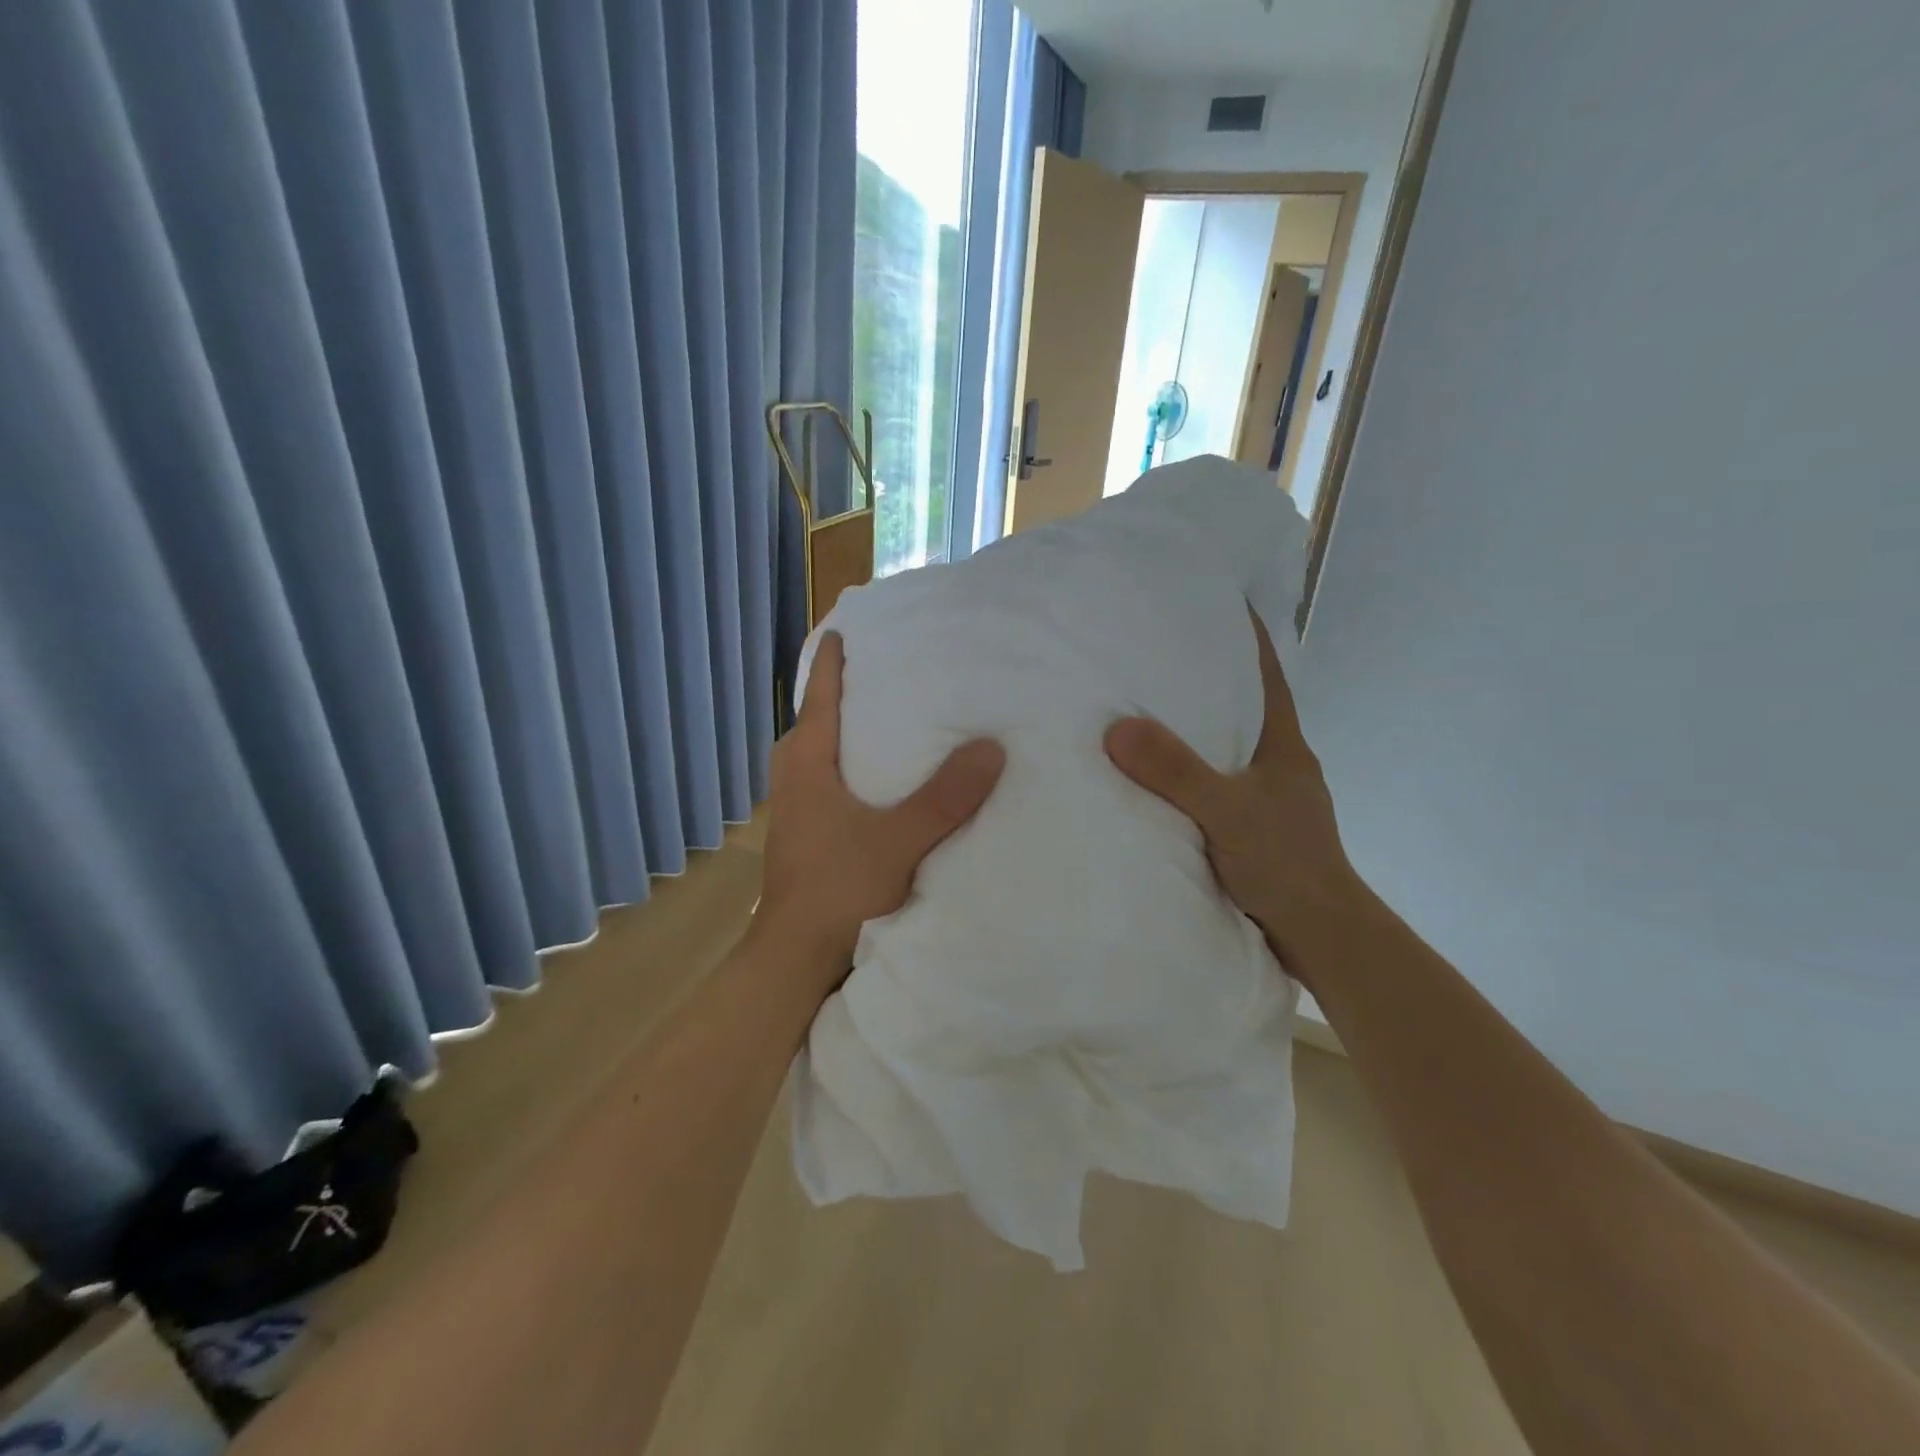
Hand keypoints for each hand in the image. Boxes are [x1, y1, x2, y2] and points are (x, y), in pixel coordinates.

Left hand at [753, 632, 1005, 1001]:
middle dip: (837, 694)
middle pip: (812, 722)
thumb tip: (992, 748)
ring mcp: (793, 810)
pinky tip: (874, 783)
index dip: (831, 662)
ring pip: (815, 756)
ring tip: (880, 722)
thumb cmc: (839, 887)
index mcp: (807, 763)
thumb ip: (945, 797)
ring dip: (840, 734)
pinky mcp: (801, 837)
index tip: (844, 630)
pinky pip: (822, 783)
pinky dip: (844, 768)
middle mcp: (792, 779)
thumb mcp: (899, 839)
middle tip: (877, 674)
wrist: (794, 957)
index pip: (819, 697)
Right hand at [1104, 608, 1359, 988]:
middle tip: (1154, 654)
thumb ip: (1176, 771)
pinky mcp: (1255, 828)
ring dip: (1195, 730)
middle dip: (1207, 678)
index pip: (1265, 673)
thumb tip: (1117, 727)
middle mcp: (1279, 762)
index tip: (1214, 600)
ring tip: (1144, 711)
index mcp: (1283, 744)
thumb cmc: (1285, 864)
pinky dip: (1189, 772)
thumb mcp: (1226, 811)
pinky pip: (1215, 783)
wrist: (1320, 937)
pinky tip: (1156, 778)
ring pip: (1227, 747)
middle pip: (1243, 705)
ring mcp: (1269, 797)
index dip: (1244, 635)